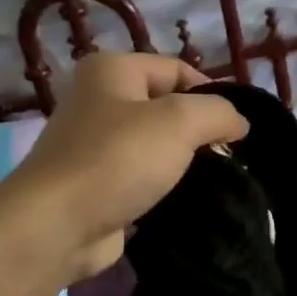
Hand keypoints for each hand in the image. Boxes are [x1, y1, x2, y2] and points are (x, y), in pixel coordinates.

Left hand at [9, 53, 248, 281]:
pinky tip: (187, 203)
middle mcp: (99, 101)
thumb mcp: (180, 121)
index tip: (238, 129)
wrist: (57, 226)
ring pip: (156, 147)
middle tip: (230, 157)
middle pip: (166, 108)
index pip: (177, 70)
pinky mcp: (97, 186)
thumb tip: (239, 123)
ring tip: (216, 182)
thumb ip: (219, 112)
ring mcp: (95, 146)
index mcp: (112, 71)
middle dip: (199, 131)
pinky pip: (142, 179)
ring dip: (184, 163)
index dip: (212, 94)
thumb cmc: (118, 159)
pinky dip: (164, 189)